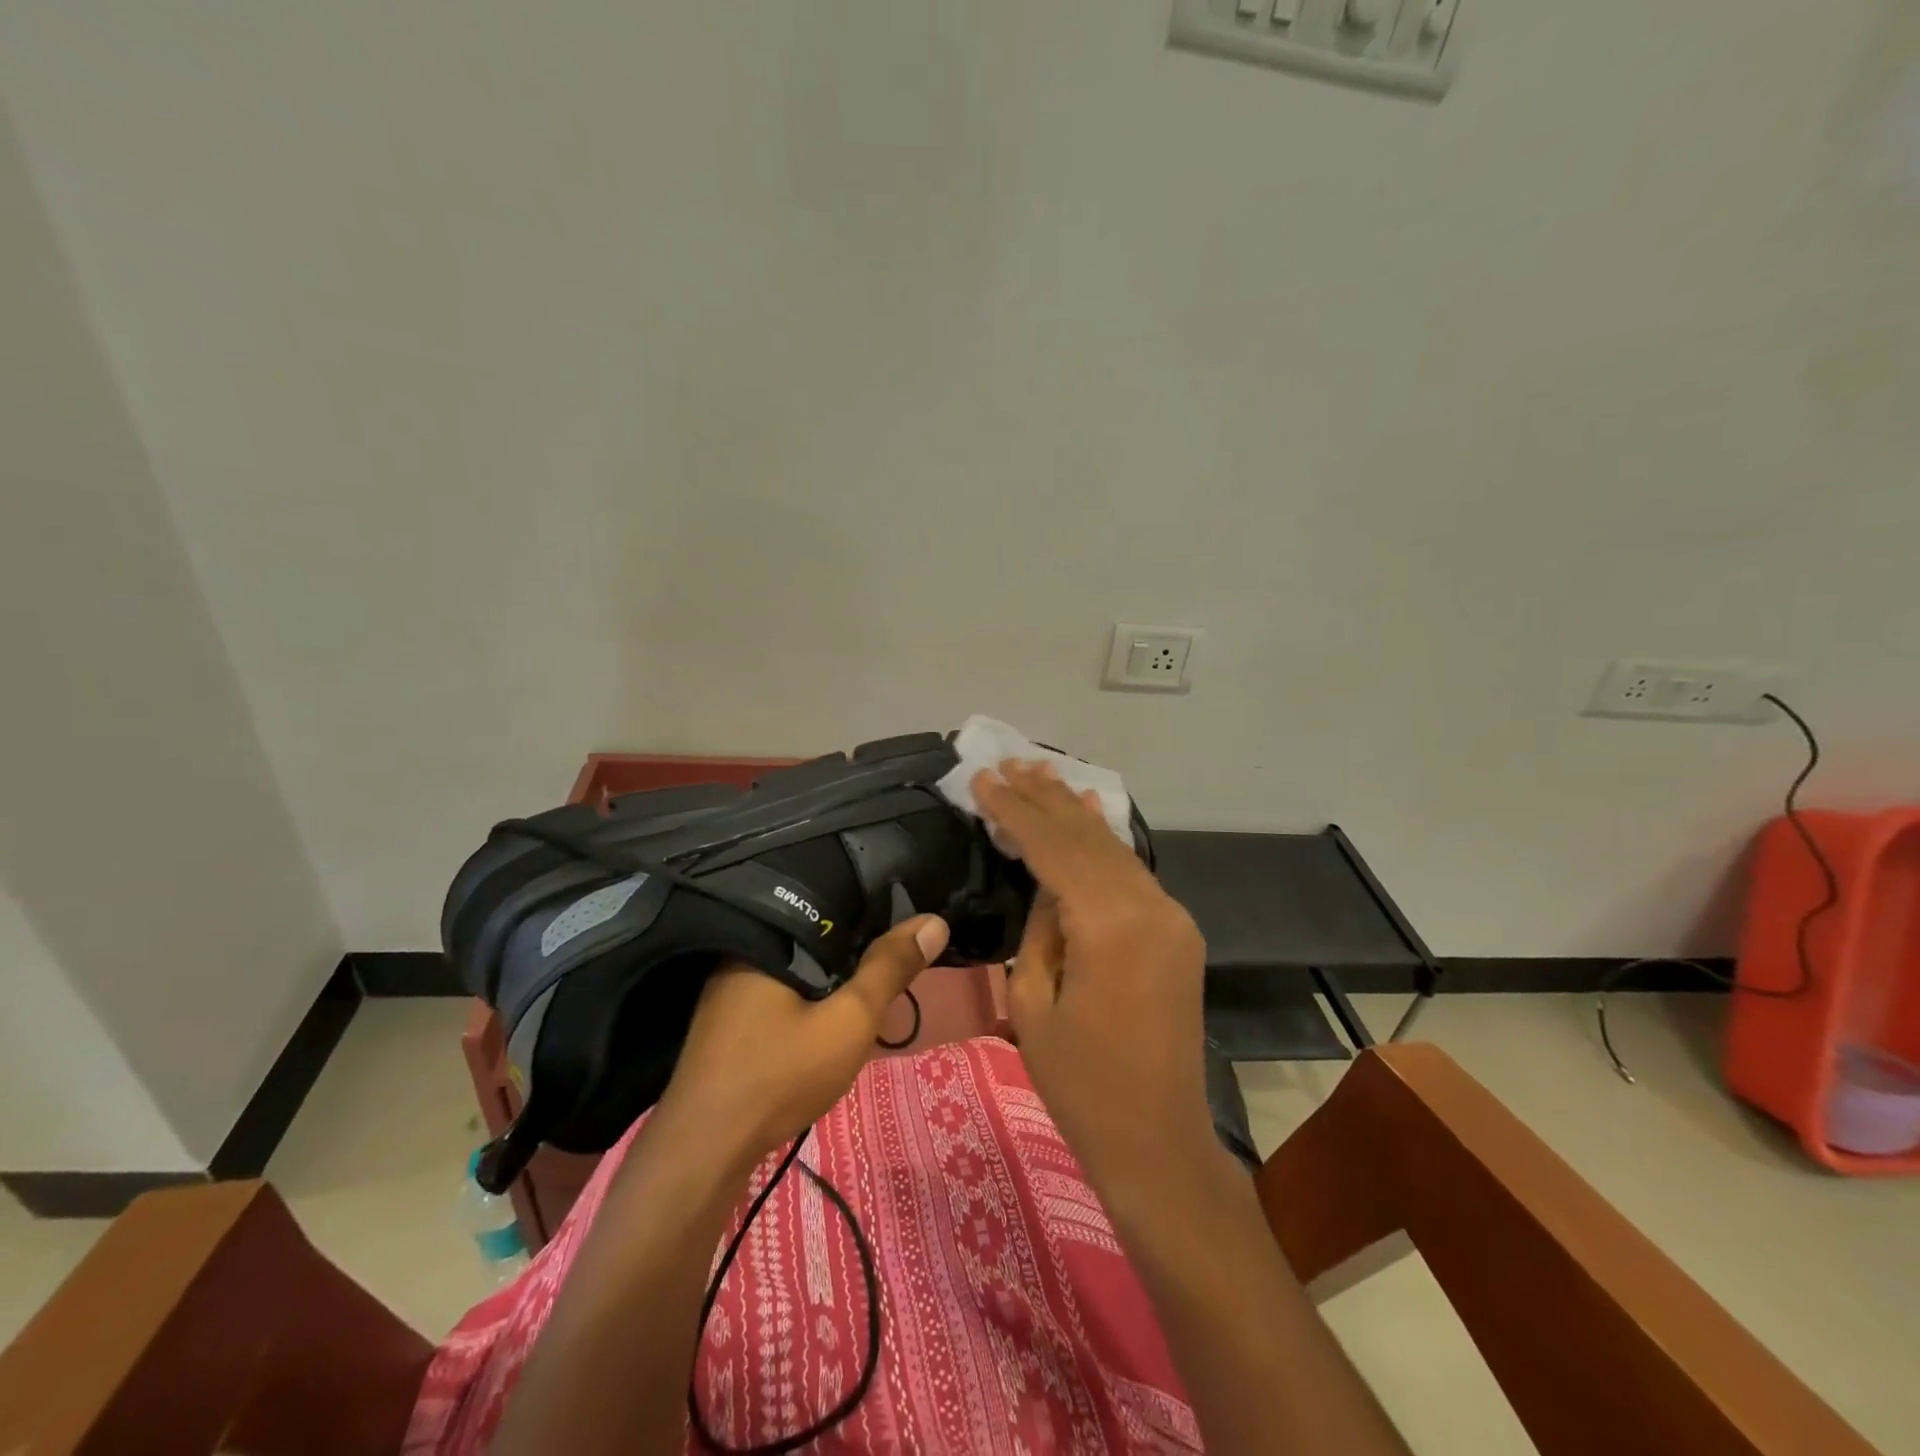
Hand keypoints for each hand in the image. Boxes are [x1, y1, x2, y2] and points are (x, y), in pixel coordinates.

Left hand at [658, 915, 949, 1158]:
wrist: (704, 1154)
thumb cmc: (780, 1075)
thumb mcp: (849, 1019)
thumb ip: (890, 969)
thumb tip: (934, 921)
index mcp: (766, 939)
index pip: (828, 905)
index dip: (869, 910)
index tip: (904, 918)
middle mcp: (740, 954)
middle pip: (810, 936)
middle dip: (850, 945)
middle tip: (893, 953)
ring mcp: (727, 991)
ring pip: (794, 967)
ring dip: (828, 974)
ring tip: (868, 977)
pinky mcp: (726, 1023)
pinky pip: (778, 992)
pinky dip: (806, 996)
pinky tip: (824, 1012)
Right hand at [972, 761, 1216, 1192]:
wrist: (1157, 1141)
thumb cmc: (1080, 1084)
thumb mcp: (1033, 1001)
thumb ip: (1041, 925)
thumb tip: (1046, 882)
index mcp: (1110, 926)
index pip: (1055, 848)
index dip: (1016, 811)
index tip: (985, 778)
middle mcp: (1151, 906)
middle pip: (1088, 837)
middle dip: (1043, 798)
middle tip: (1007, 762)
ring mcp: (1171, 916)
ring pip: (1114, 848)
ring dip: (1074, 811)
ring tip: (1039, 773)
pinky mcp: (1177, 930)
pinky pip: (1132, 872)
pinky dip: (1103, 840)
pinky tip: (1088, 811)